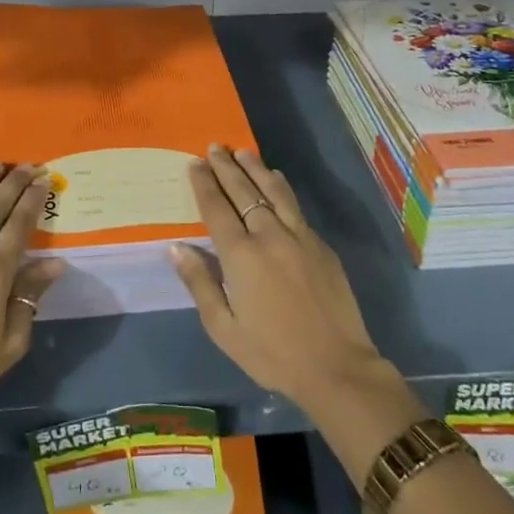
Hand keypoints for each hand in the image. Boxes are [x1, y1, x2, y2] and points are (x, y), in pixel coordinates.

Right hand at [170, 146, 389, 415]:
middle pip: (243, 192)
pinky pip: (295, 206)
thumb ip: (200, 283)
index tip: (195, 163)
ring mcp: (299, 237)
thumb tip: (176, 247)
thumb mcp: (224, 329)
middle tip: (214, 147)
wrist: (337, 367)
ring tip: (243, 152)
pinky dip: (281, 187)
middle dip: (226, 167)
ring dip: (256, 168)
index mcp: (241, 256)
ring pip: (273, 191)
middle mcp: (269, 236)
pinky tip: (276, 179)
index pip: (217, 209)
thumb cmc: (272, 353)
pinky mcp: (321, 245)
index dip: (204, 184)